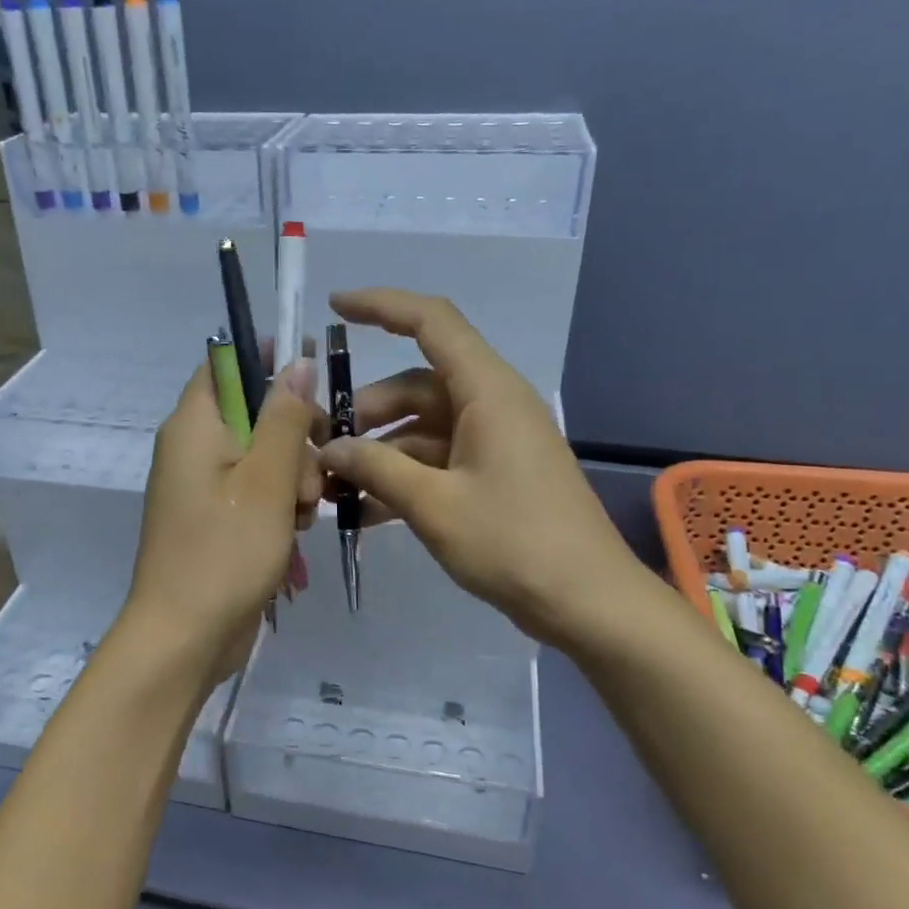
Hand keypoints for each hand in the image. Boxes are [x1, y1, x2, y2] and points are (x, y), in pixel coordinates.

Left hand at [125, 357, 319, 686]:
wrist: (185, 638)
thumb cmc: (225, 552)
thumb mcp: (267, 480)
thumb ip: (285, 418)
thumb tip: (296, 363)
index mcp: (194, 425)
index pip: (227, 363)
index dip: (269, 358)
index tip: (315, 371)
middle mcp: (192, 447)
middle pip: (252, 412)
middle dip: (294, 436)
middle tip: (312, 474)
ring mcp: (202, 485)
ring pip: (261, 454)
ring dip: (293, 476)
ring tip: (303, 514)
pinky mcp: (214, 517)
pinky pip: (254, 490)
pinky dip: (280, 503)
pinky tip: (295, 532)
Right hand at [316, 289, 651, 651]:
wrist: (587, 603)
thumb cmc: (514, 543)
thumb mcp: (434, 505)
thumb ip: (375, 468)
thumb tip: (328, 448)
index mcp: (487, 391)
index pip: (432, 322)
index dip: (382, 306)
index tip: (334, 308)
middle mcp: (491, 404)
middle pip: (415, 385)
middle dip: (365, 412)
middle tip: (321, 447)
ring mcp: (494, 441)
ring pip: (422, 427)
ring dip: (379, 452)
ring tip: (334, 487)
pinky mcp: (494, 474)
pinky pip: (437, 460)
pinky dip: (403, 477)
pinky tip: (365, 512)